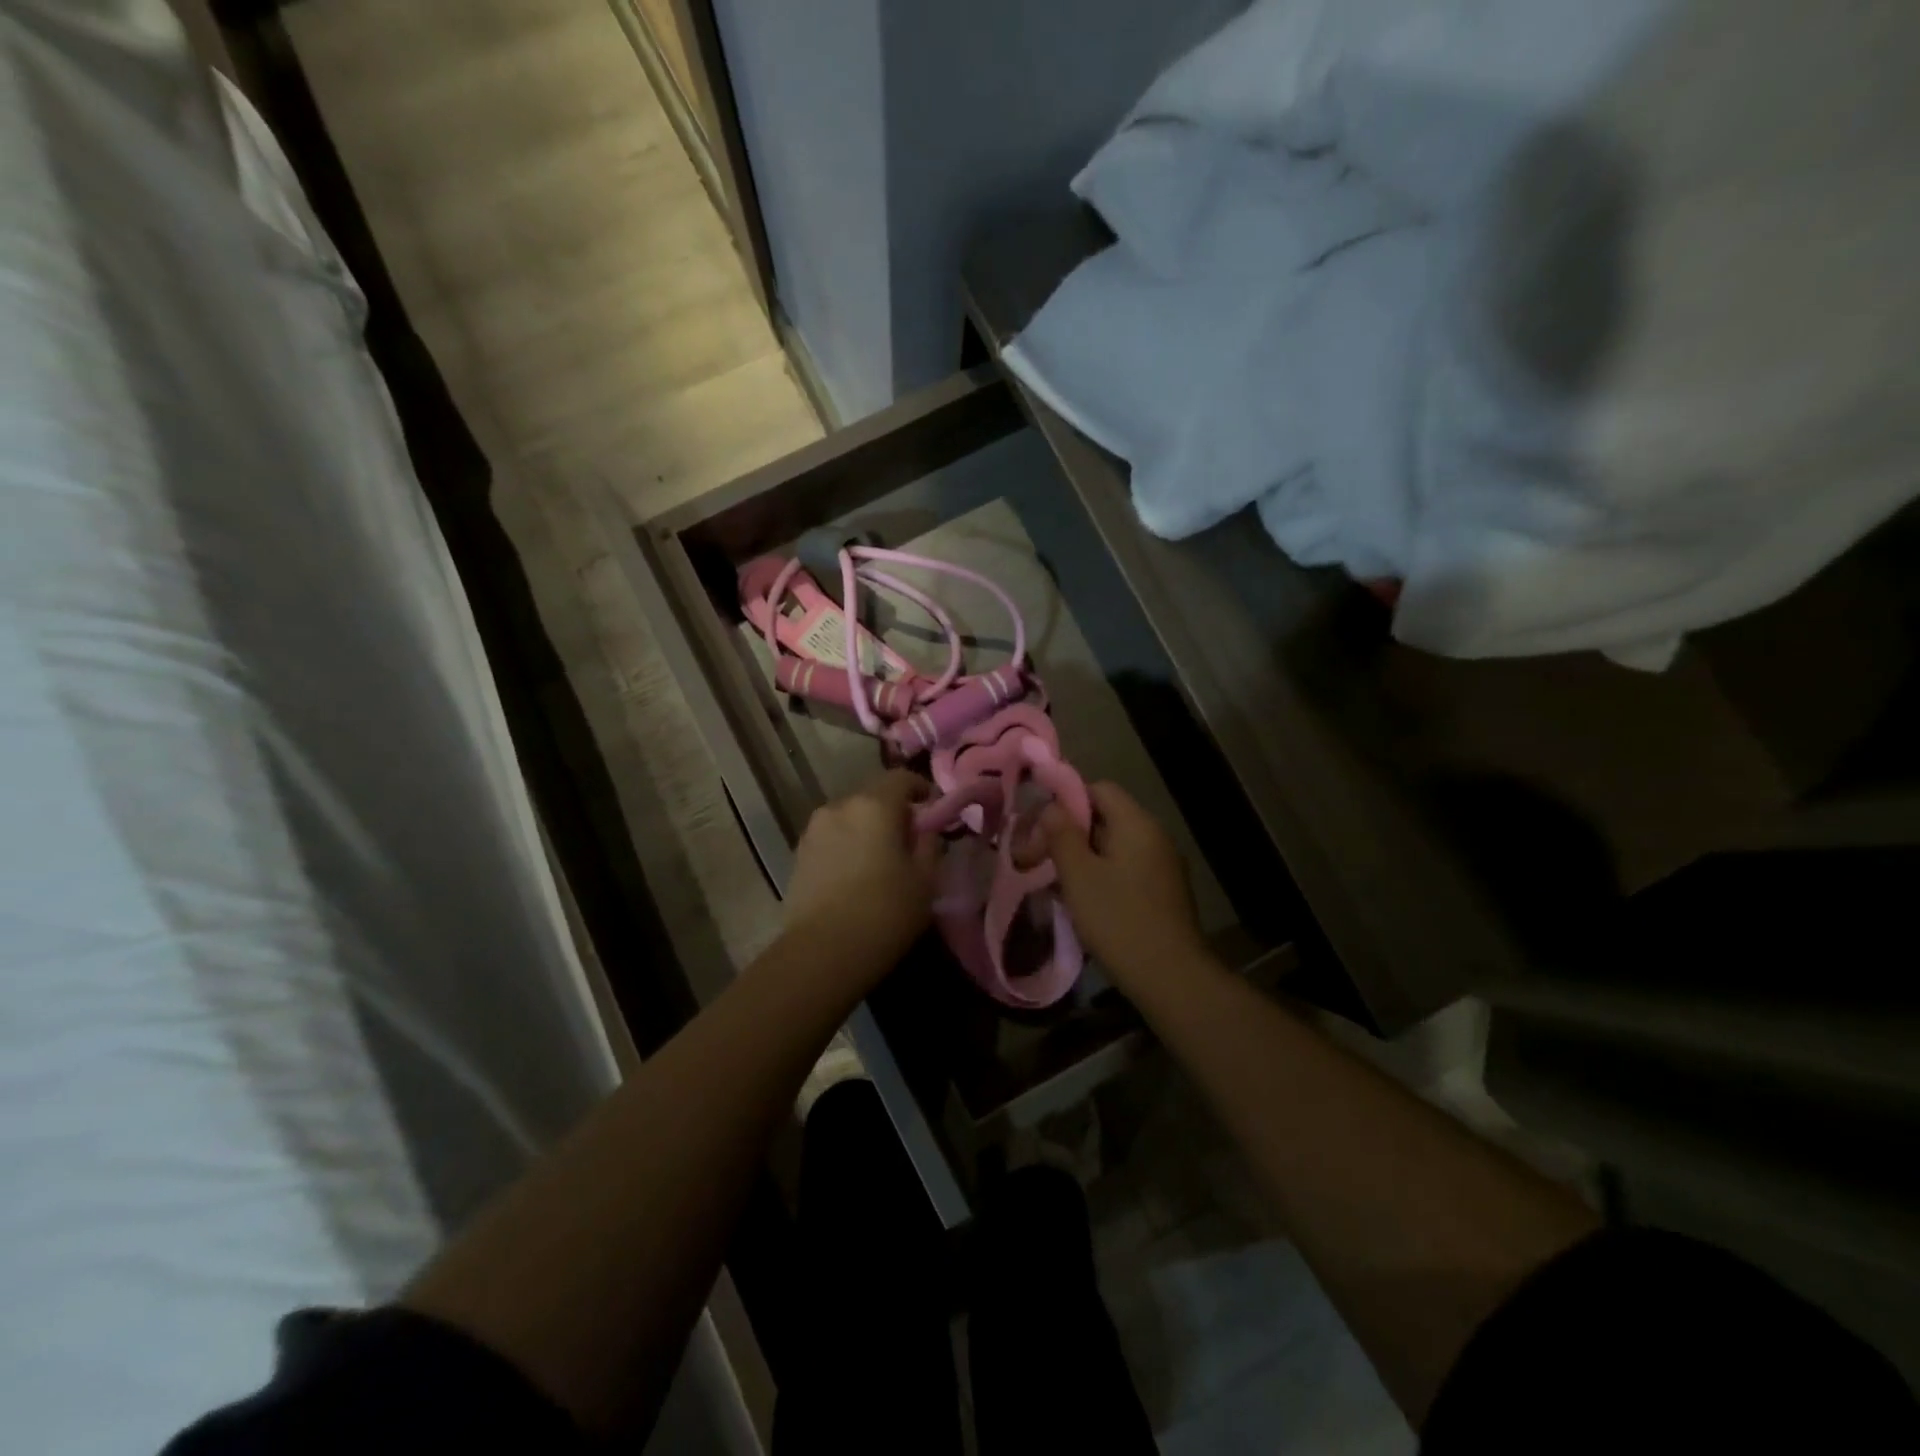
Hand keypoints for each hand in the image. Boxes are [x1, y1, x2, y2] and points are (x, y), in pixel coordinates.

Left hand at [781, 769, 938, 982]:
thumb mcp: (926, 880)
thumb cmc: (885, 912)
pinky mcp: (798, 854)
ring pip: (850, 818)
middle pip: (873, 797)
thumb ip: (930, 844)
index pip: (902, 778)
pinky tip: (854, 876)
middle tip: (909, 842)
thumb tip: (925, 830)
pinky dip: (846, 846)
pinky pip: (832, 838)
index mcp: (874, 805)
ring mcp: (813, 829)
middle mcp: (840, 806)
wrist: (822, 953)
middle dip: (893, 812)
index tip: (933, 812)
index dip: (921, 790)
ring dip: (867, 830)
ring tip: (879, 862)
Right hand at [1038, 781, 1205, 990]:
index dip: (1065, 800)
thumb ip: (1061, 834)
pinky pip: (1125, 869)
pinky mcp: (1163, 892)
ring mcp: (1162, 866)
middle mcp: (1154, 836)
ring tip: (1053, 882)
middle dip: (1068, 833)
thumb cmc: (1119, 920)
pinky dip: (1100, 876)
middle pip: (1105, 817)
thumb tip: (1051, 807)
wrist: (1171, 977)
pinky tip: (1081, 901)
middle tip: (1037, 858)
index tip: (1038, 827)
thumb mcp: (1079, 875)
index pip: (1098, 789)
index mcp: (1136, 823)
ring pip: (1113, 846)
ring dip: (1081, 858)